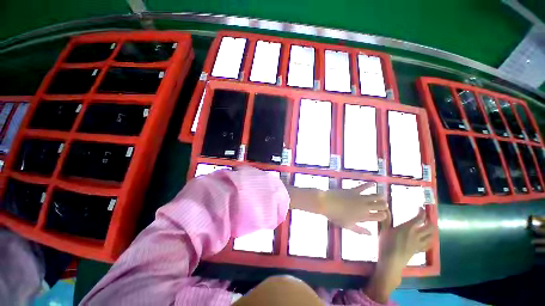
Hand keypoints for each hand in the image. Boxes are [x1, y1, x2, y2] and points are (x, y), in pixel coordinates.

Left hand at [319, 182, 387, 233]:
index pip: (381, 216)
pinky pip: (363, 186)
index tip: (383, 214)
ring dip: (380, 196)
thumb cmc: (335, 216)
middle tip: (383, 205)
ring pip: (376, 196)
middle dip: (384, 205)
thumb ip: (359, 230)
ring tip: (381, 197)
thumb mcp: (347, 225)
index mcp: (363, 217)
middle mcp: (364, 207)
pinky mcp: (353, 190)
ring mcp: (359, 198)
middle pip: (381, 205)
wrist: (326, 203)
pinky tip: (374, 183)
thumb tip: (370, 234)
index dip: (384, 215)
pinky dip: (369, 184)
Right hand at [378, 207, 433, 270]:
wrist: (391, 261)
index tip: (419, 207)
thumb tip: (385, 207)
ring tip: (427, 227)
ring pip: (431, 236)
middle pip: (429, 227)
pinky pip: (428, 244)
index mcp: (408, 227)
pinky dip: (429, 240)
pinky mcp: (418, 250)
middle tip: (425, 217)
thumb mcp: (384, 229)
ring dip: (431, 230)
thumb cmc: (386, 243)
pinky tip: (426, 239)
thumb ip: (386, 218)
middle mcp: (417, 234)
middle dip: (429, 220)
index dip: (421, 211)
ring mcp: (419, 243)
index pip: (419, 217)